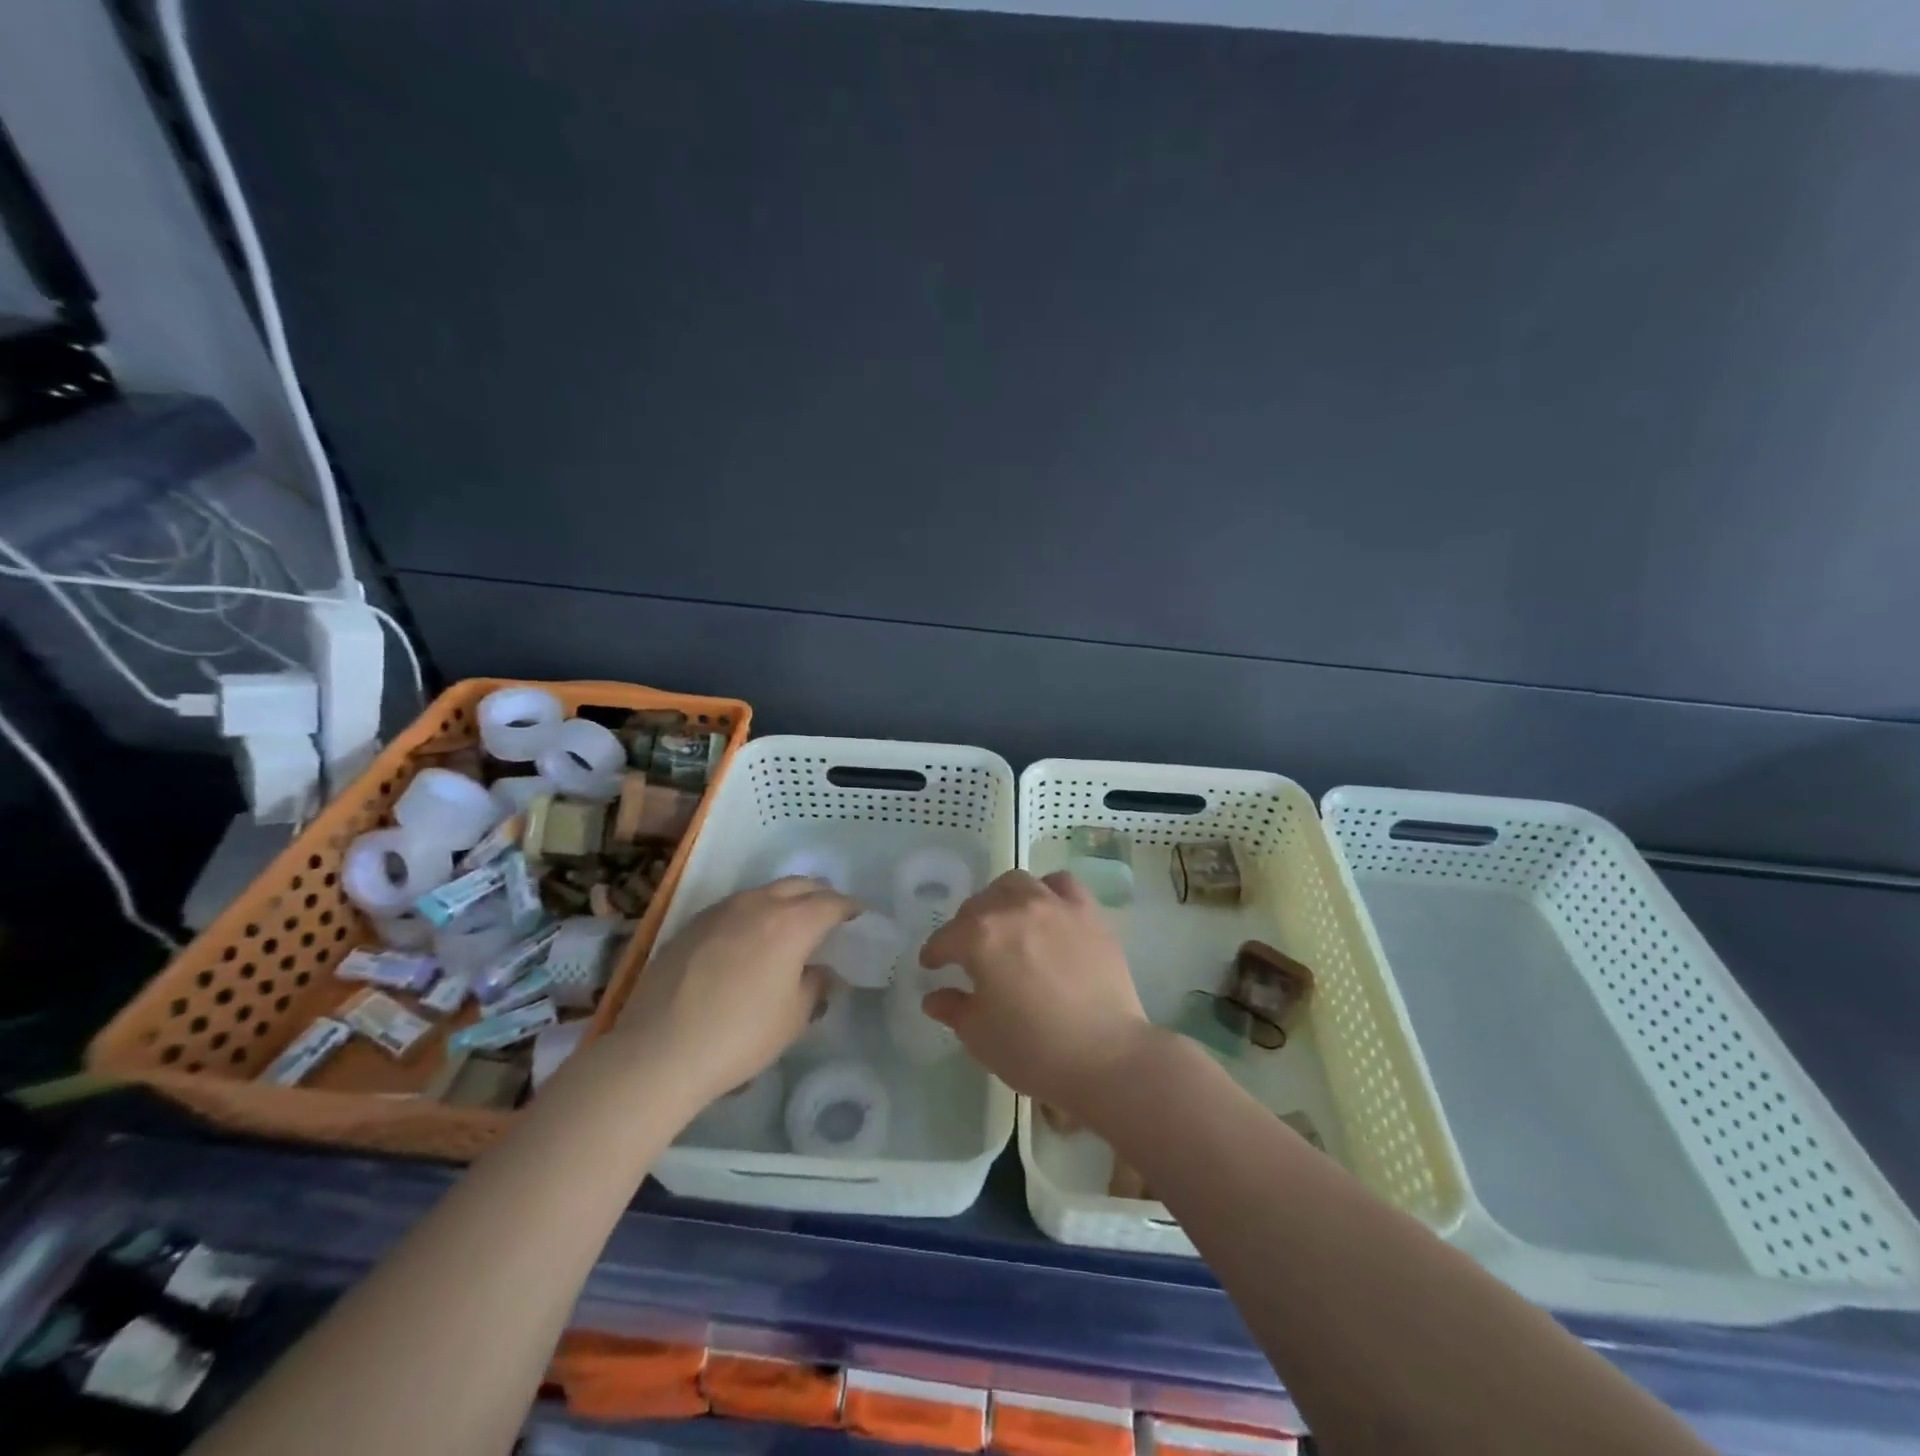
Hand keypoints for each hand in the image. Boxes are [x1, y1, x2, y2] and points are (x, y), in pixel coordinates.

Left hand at [611, 878, 856, 1112]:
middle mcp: (757, 904)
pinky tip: (749, 939)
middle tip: (830, 914)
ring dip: (784, 900)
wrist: (658, 1051)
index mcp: (791, 923)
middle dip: (820, 895)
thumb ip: (814, 986)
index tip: (860, 916)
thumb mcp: (793, 1018)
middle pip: (798, 885)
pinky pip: (735, 907)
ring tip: (791, 923)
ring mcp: (720, 911)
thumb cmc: (739, 1036)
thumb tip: (820, 972)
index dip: (850, 908)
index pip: (831, 903)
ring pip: (764, 892)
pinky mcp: (691, 924)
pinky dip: (753, 913)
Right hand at [919, 870, 1149, 1117]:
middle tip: (969, 952)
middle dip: (966, 927)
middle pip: (978, 905)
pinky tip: (1047, 910)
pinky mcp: (1088, 912)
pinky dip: (1047, 891)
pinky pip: (1061, 884)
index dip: (934, 954)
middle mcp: (1014, 908)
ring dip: (1002, 900)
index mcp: (980, 936)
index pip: (945, 938)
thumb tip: (934, 996)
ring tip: (1006, 922)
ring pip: (1016, 884)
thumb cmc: (1034, 1050)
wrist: (1106, 1056)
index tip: (932, 967)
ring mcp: (1054, 905)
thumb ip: (953, 1008)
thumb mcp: (980, 1036)